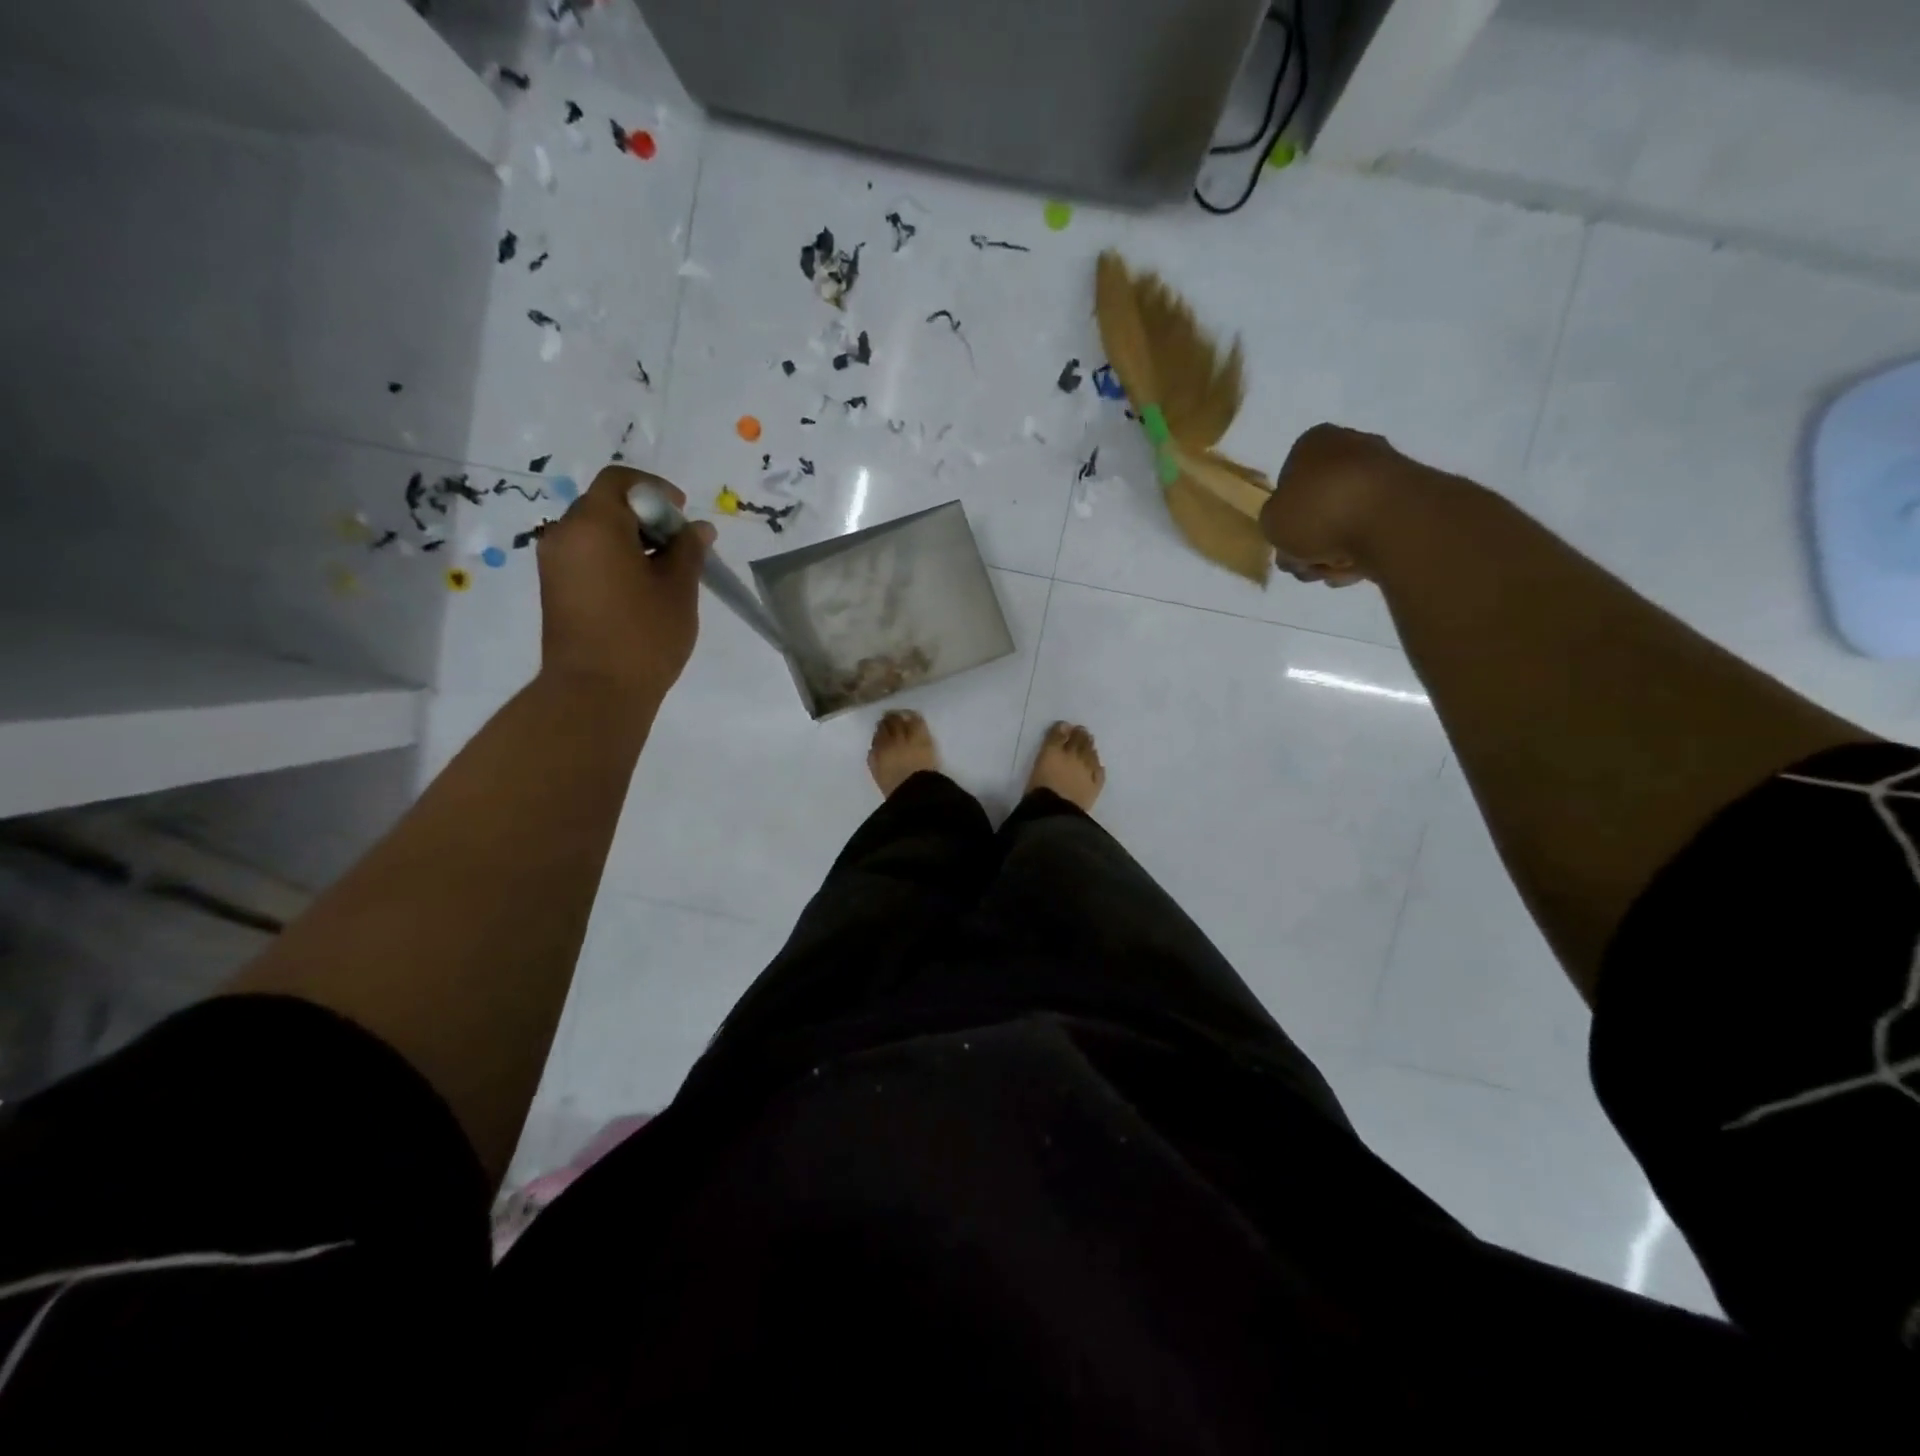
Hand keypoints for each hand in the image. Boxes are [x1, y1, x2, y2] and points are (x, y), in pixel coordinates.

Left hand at [536, 465, 714, 703]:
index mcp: (594, 524)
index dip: (656, 490)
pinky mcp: (555, 587)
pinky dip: (614, 558)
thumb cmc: (643, 636)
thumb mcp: (678, 589)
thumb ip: (688, 550)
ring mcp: (554, 562)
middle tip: (680, 547)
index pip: (620, 481)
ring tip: (665, 572)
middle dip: (646, 516)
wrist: (595, 692)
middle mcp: (565, 533)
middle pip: (606, 504)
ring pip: (596, 531)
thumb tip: (698, 529)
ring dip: (631, 539)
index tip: (682, 517)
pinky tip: (642, 588)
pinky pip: (587, 555)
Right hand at [1260, 424, 1417, 586]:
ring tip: (1333, 569)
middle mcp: (1351, 447)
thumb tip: (1293, 527)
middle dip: (1310, 540)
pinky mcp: (1410, 500)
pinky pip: (1374, 530)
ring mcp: (1384, 472)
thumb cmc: (1319, 512)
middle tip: (1306, 561)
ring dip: (1333, 551)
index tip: (1285, 539)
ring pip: (1345, 521)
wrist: (1392, 521)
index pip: (1287, 481)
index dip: (1282, 516)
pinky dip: (1363, 551)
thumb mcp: (1270, 522)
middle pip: (1317, 505)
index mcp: (1313, 442)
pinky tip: (1358, 567)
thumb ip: (1274, 522)